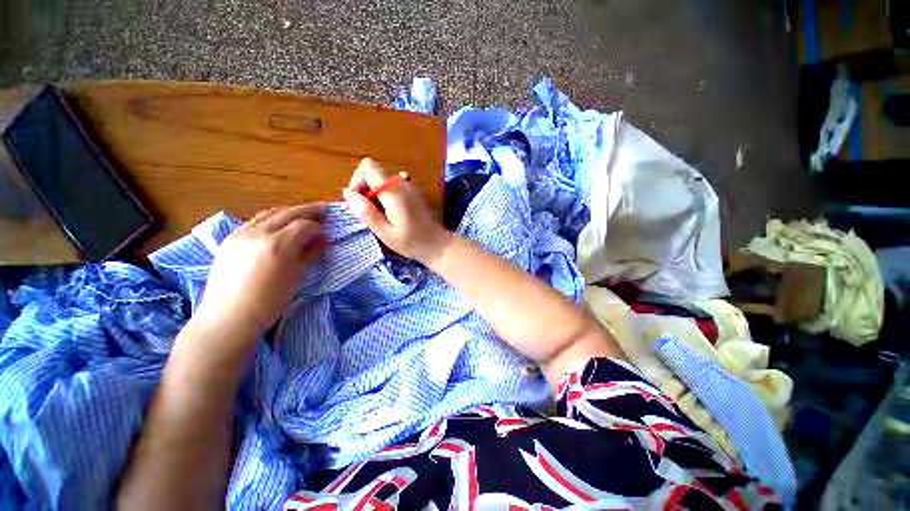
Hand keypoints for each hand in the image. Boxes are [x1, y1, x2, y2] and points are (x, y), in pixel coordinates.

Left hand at [193, 204, 327, 342]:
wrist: (229, 316)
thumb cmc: (269, 301)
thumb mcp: (296, 276)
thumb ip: (310, 253)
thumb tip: (322, 239)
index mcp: (278, 244)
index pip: (304, 225)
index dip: (318, 227)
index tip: (326, 234)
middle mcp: (259, 233)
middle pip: (288, 212)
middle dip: (308, 211)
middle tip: (323, 211)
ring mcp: (241, 233)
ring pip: (270, 213)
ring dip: (289, 211)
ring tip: (302, 215)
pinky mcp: (230, 238)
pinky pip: (255, 221)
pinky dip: (272, 218)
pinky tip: (279, 225)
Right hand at [342, 158, 451, 263]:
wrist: (437, 244)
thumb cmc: (411, 242)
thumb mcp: (385, 233)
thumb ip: (366, 212)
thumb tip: (347, 192)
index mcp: (394, 191)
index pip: (368, 167)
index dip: (358, 181)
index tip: (360, 202)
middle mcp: (403, 183)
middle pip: (374, 171)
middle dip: (365, 188)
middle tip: (369, 212)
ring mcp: (410, 186)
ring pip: (382, 179)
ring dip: (375, 193)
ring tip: (380, 215)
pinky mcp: (413, 192)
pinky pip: (392, 186)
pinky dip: (385, 195)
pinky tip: (390, 213)